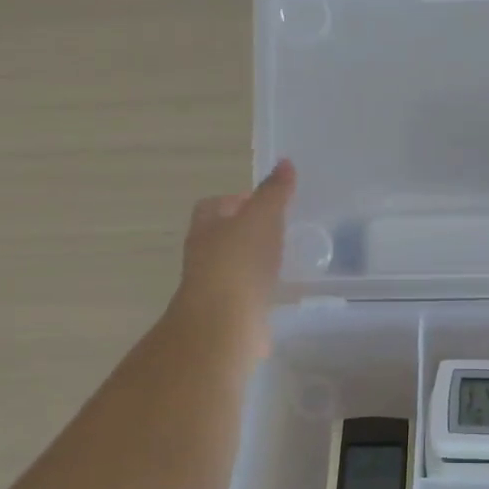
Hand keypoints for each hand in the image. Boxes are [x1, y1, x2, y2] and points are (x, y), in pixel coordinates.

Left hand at [171, 159, 295, 354]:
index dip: (235, 200)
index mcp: (205, 228)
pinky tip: (281, 288)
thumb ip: (274, 192)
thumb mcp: (262, 217)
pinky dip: (261, 288)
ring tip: (285, 256)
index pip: (213, 205)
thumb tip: (284, 162)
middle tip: (279, 227)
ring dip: (254, 260)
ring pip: (235, 265)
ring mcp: (214, 288)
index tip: (263, 201)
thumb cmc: (239, 262)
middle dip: (246, 230)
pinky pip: (246, 293)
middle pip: (222, 236)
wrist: (224, 325)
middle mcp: (204, 256)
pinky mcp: (229, 314)